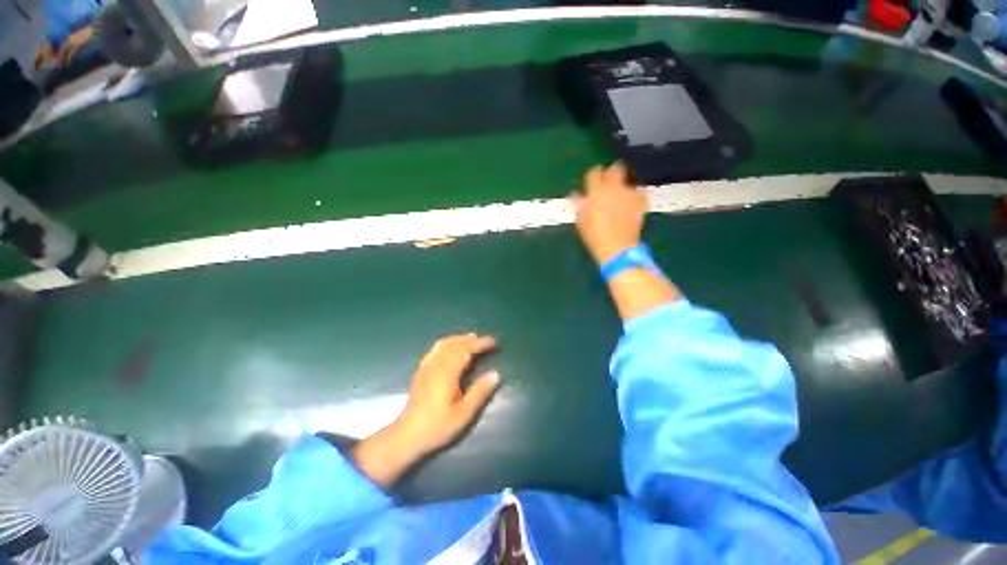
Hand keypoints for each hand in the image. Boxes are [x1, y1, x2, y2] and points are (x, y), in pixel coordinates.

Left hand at [353, 334, 499, 487]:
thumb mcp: (464, 413)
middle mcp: (436, 364)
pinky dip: (447, 343)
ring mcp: (427, 366)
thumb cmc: (438, 426)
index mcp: (447, 372)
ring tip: (471, 340)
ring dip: (459, 339)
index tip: (494, 342)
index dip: (480, 344)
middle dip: (471, 340)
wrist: (407, 436)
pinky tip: (451, 349)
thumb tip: (495, 374)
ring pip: (444, 344)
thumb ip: (480, 392)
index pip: (466, 350)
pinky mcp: (421, 371)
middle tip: (485, 342)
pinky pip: (435, 349)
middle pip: (455, 344)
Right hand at [571, 162, 646, 264]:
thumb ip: (578, 204)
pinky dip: (633, 197)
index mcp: (596, 191)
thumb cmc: (594, 236)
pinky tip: (629, 206)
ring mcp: (630, 193)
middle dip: (611, 173)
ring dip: (622, 187)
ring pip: (627, 182)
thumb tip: (575, 194)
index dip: (592, 176)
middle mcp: (614, 188)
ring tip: (619, 199)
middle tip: (608, 183)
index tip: (591, 181)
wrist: (618, 248)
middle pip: (616, 169)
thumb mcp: (581, 221)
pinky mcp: (641, 202)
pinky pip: (637, 193)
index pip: (593, 173)